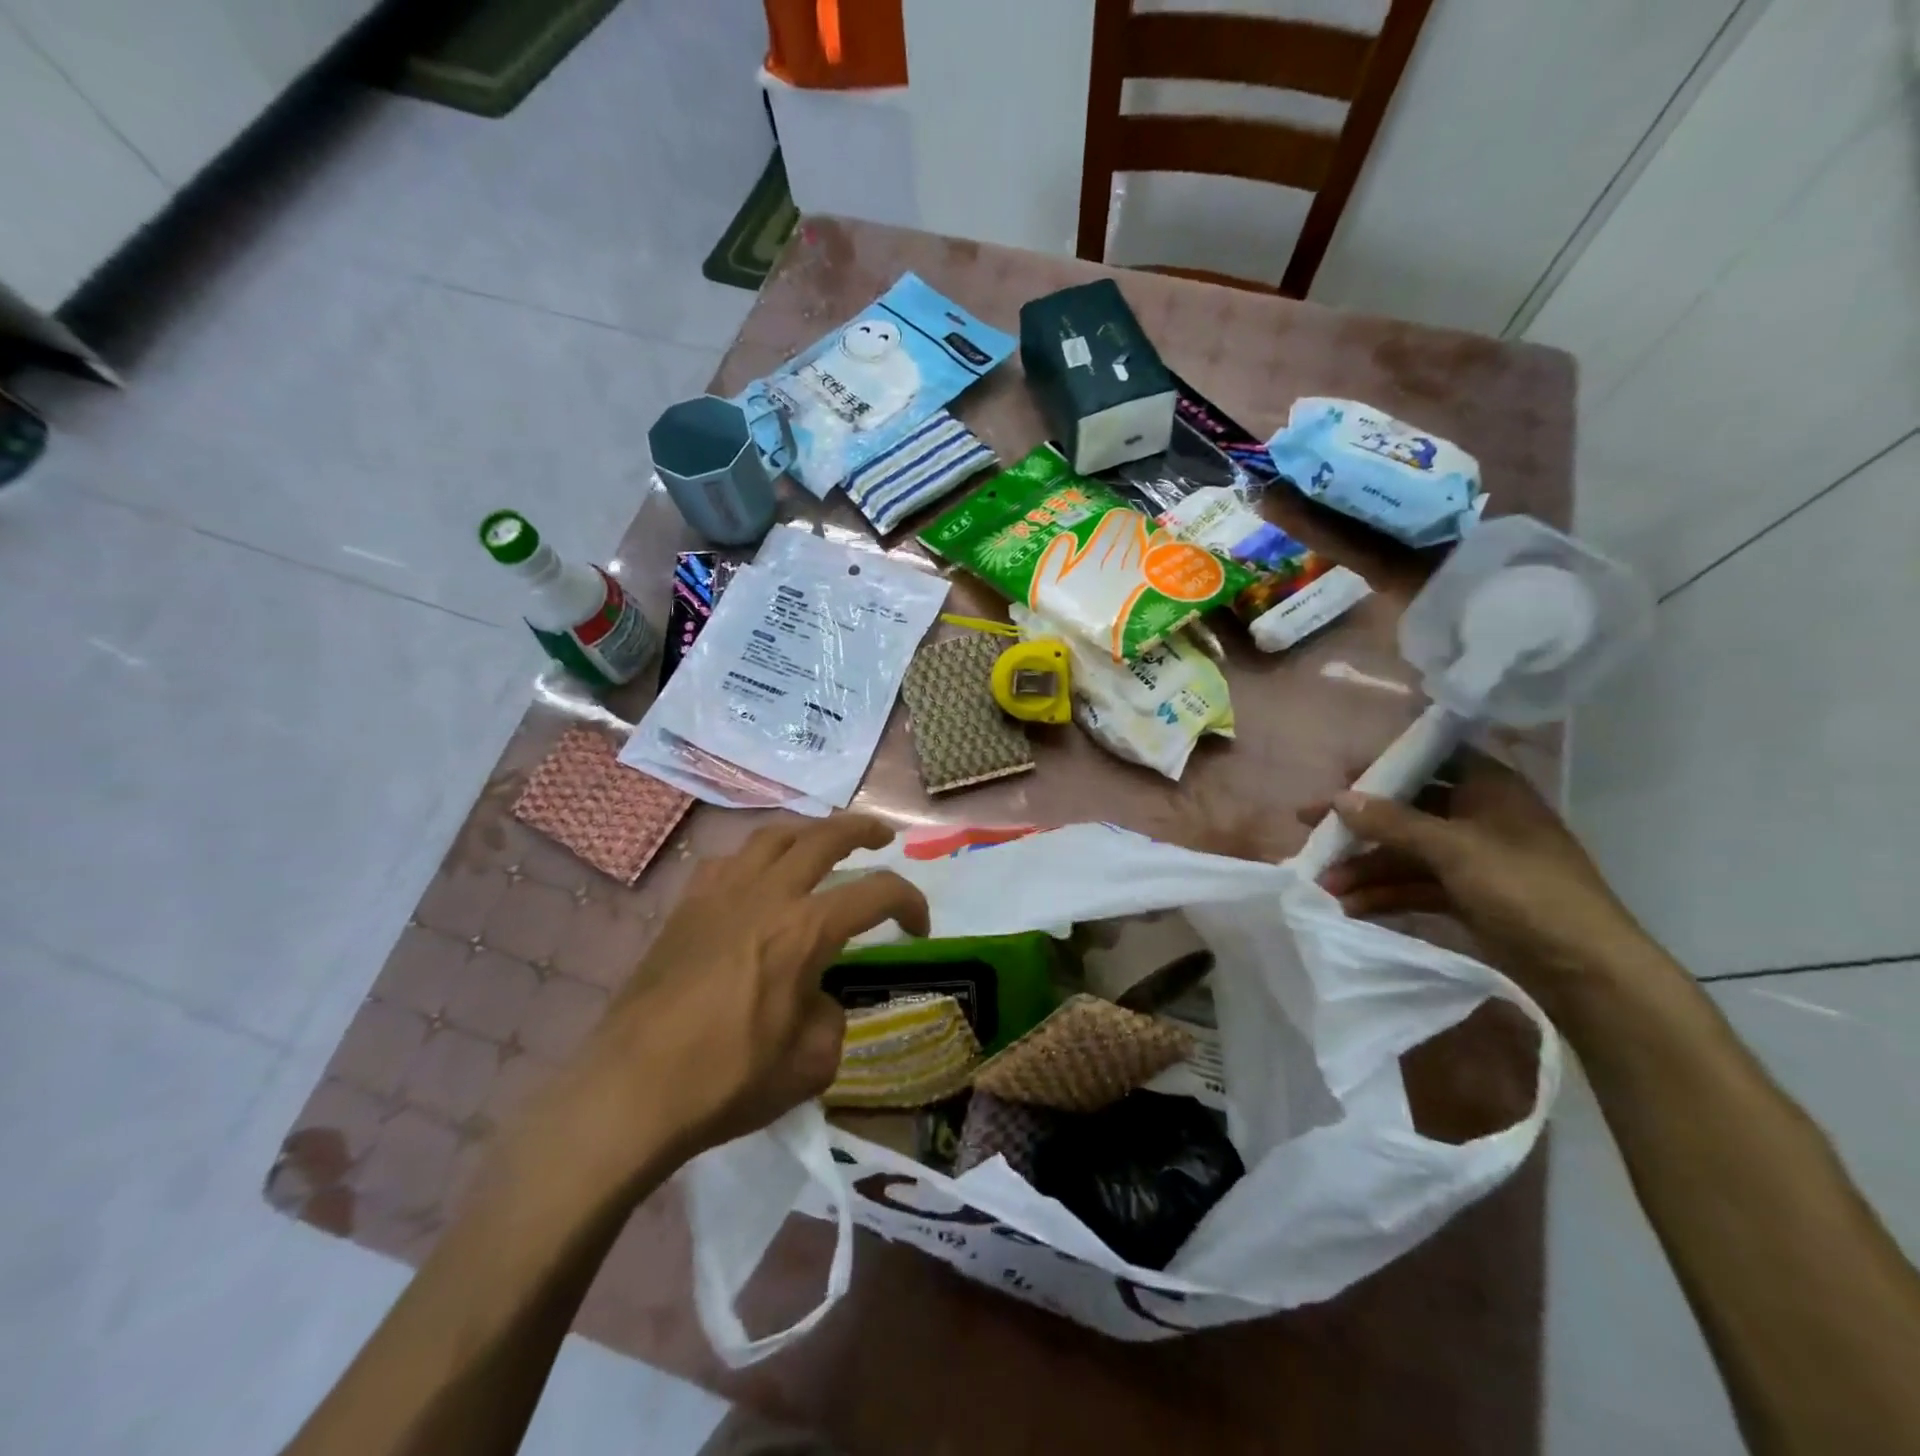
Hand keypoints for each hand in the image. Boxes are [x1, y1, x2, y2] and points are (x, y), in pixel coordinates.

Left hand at [546, 814, 929, 1179]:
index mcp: (806, 929)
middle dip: (863, 829)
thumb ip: (832, 1019)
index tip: (919, 928)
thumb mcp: (810, 1065)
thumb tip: (818, 999)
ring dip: (808, 831)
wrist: (630, 1090)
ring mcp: (720, 893)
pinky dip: (754, 858)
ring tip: (820, 842)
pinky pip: (727, 860)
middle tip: (881, 837)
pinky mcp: (685, 906)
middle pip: (825, 836)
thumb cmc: (727, 1080)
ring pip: (773, 835)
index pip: (878, 892)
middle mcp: (767, 894)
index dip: (911, 902)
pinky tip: (755, 877)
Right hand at [1299, 748, 1658, 1005]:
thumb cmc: (1525, 889)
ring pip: (1405, 853)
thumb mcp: (1454, 848)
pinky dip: (1384, 893)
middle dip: (1360, 824)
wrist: (1586, 969)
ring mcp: (1472, 860)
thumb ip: (1393, 822)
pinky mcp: (1467, 896)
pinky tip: (1350, 906)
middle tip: (1309, 825)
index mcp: (1490, 790)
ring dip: (1365, 867)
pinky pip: (1414, 885)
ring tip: (1322, 884)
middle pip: (1407, 810)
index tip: (1343, 773)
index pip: (1433, 758)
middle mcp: (1479, 818)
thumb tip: (1339, 798)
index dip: (1388, 762)